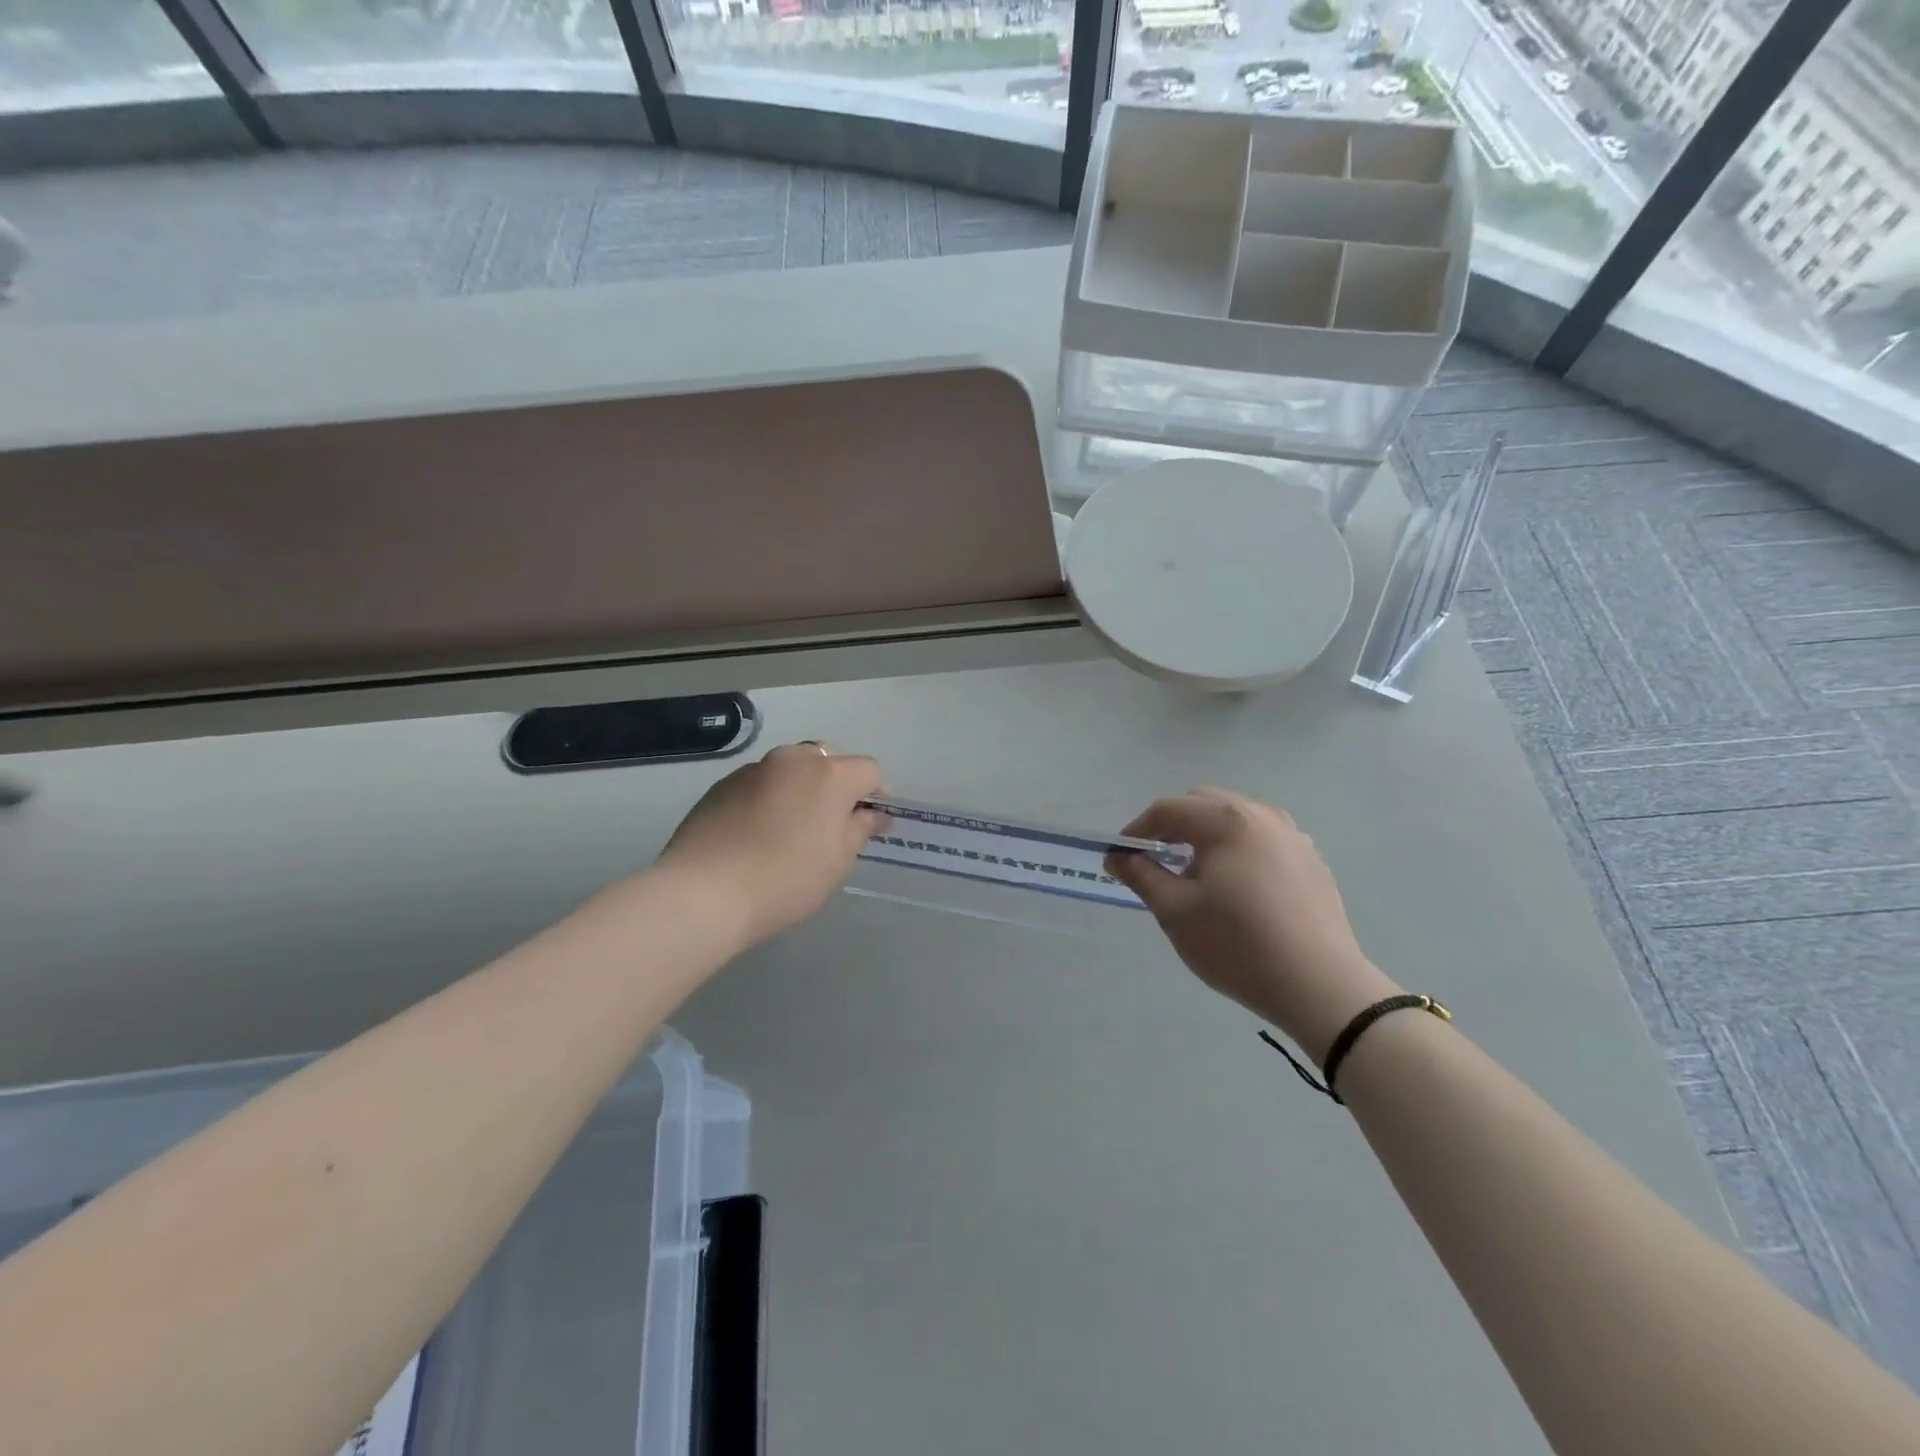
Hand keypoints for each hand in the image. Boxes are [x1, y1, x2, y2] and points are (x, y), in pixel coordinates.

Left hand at [657, 742, 886, 946]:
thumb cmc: (786, 879)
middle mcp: (793, 759)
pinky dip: (768, 798)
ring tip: (789, 829)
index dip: (876, 794)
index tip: (870, 822)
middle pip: (827, 760)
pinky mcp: (722, 785)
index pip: (868, 770)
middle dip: (836, 784)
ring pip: (789, 769)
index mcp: (829, 774)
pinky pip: (759, 784)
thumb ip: (860, 829)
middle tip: (830, 823)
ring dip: (799, 788)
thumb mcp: (837, 861)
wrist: (703, 892)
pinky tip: (756, 833)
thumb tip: (874, 813)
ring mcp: (753, 769)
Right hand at [1106, 788, 1400, 1064]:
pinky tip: (1236, 886)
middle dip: (1173, 826)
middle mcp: (1261, 815)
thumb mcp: (1176, 911)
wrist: (1320, 987)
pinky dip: (1237, 847)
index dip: (1137, 830)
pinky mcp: (1310, 859)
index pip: (1168, 810)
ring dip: (1206, 834)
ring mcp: (1291, 835)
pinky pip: (1261, 837)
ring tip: (1195, 872)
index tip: (1122, 858)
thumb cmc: (1237, 945)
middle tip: (1156, 860)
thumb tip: (1117, 856)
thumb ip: (1141, 875)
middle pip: (1202, 803)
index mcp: (1226, 820)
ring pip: (1234, 817)